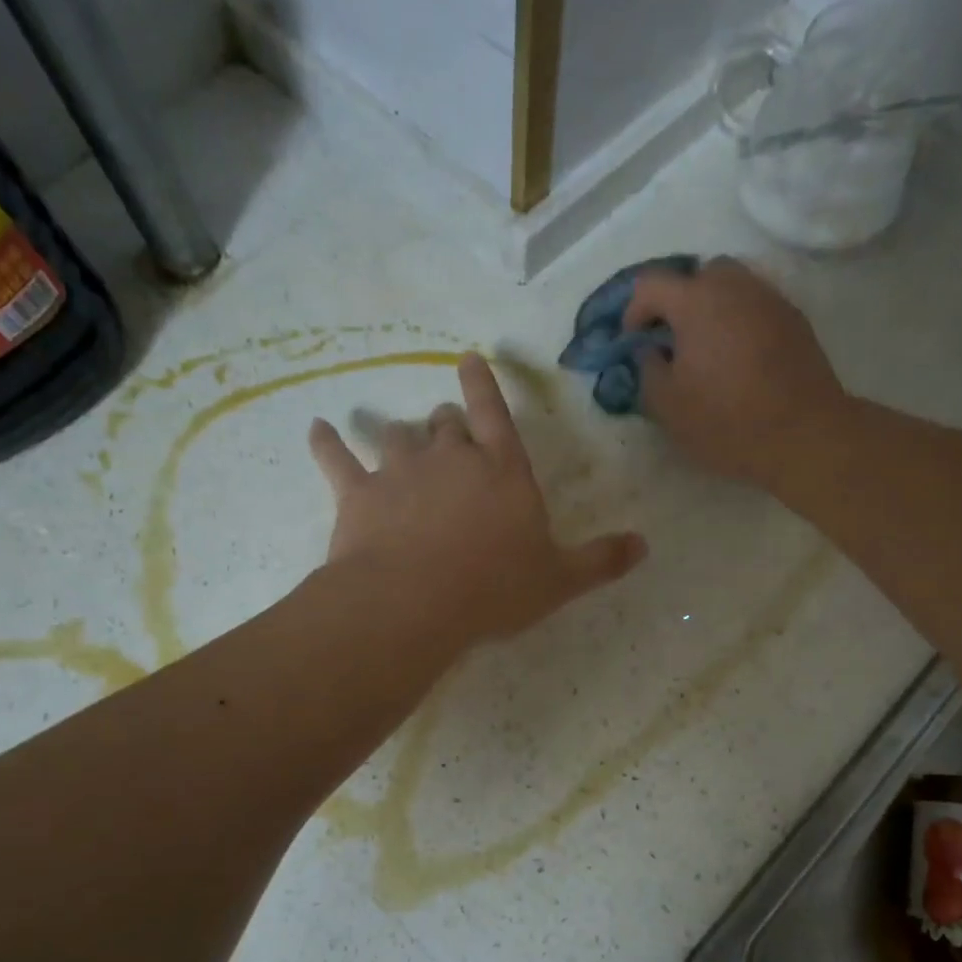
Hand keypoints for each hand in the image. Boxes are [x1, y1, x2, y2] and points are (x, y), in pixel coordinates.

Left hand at [308, 353, 645, 649]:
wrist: (416, 602)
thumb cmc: (494, 588)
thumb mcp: (559, 580)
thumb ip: (601, 560)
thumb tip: (644, 546)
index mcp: (503, 471)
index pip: (495, 414)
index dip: (482, 384)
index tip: (468, 359)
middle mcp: (451, 458)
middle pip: (445, 425)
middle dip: (445, 423)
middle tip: (444, 429)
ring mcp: (400, 471)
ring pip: (397, 436)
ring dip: (399, 436)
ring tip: (396, 439)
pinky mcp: (357, 493)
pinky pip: (336, 457)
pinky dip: (327, 442)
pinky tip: (317, 429)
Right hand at [624, 256, 848, 487]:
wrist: (802, 434)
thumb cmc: (725, 421)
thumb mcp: (667, 406)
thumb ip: (648, 370)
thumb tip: (652, 350)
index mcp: (697, 302)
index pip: (652, 285)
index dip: (634, 310)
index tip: (633, 342)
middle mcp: (735, 287)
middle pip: (699, 275)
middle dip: (680, 300)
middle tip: (673, 338)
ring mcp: (770, 300)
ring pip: (733, 287)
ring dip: (713, 309)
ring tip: (707, 349)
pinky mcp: (795, 321)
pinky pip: (757, 307)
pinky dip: (740, 322)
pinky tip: (739, 359)